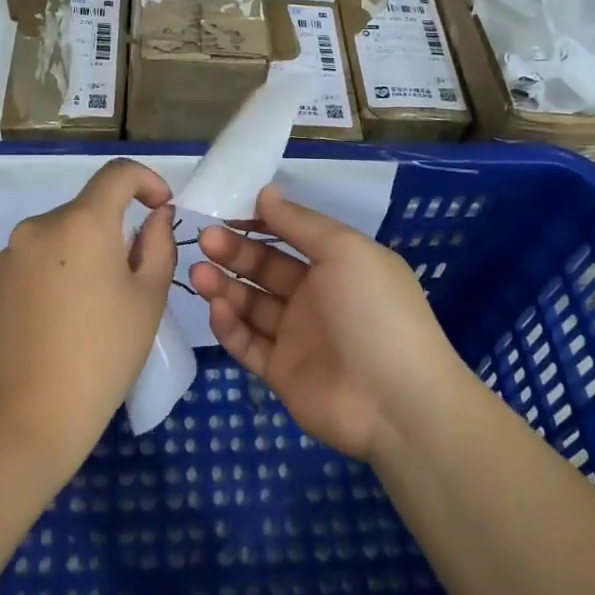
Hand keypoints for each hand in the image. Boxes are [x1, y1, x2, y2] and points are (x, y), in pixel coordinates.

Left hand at [0, 159, 177, 472]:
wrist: (33, 413)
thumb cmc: (105, 352)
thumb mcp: (149, 296)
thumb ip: (159, 243)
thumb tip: (155, 216)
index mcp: (82, 222)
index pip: (118, 173)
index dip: (147, 181)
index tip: (161, 208)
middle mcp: (39, 226)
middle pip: (87, 209)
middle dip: (114, 229)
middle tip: (131, 276)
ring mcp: (9, 255)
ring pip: (59, 236)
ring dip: (82, 252)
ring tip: (92, 303)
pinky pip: (33, 261)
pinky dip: (54, 272)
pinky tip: (59, 318)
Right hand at [189, 185, 467, 462]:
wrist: (395, 401)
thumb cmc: (375, 311)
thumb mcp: (345, 251)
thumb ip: (301, 223)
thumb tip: (266, 192)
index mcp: (339, 265)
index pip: (291, 236)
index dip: (260, 223)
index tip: (226, 211)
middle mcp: (317, 297)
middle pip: (267, 268)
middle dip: (236, 252)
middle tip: (205, 239)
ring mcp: (298, 337)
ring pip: (252, 305)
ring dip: (225, 286)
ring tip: (199, 272)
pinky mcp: (281, 372)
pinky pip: (249, 343)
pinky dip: (230, 325)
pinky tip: (216, 307)